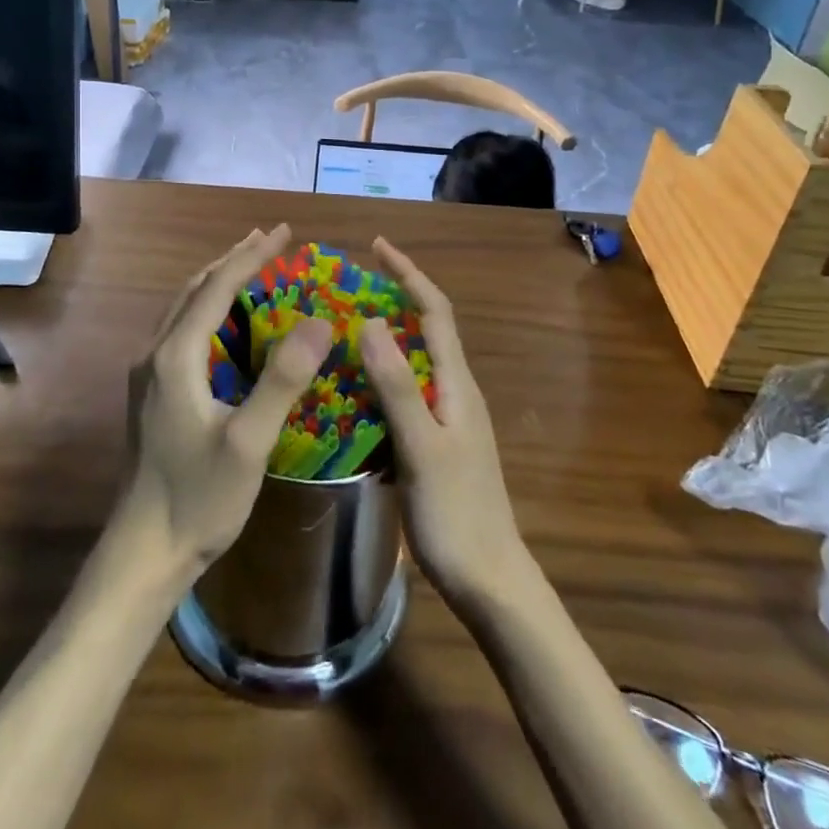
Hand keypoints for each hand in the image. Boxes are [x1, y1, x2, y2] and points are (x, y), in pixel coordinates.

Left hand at [116, 224, 330, 581]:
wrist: (143, 552)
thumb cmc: (200, 498)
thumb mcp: (249, 442)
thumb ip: (282, 380)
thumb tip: (320, 322)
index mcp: (177, 356)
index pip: (217, 287)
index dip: (252, 256)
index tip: (284, 232)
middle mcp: (156, 354)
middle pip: (195, 288)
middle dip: (233, 259)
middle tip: (270, 239)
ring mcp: (149, 374)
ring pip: (183, 307)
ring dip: (217, 280)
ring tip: (249, 265)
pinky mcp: (152, 394)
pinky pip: (181, 330)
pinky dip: (207, 308)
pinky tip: (226, 323)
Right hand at [358, 238, 529, 607]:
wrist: (489, 582)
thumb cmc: (456, 513)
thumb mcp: (422, 447)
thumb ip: (397, 385)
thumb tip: (372, 321)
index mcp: (456, 384)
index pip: (434, 311)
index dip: (408, 274)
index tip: (377, 246)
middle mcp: (454, 392)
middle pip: (425, 330)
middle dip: (392, 300)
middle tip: (346, 289)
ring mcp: (446, 419)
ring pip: (411, 363)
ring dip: (381, 340)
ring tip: (339, 331)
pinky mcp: (435, 443)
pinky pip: (403, 395)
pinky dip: (377, 380)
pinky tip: (349, 391)